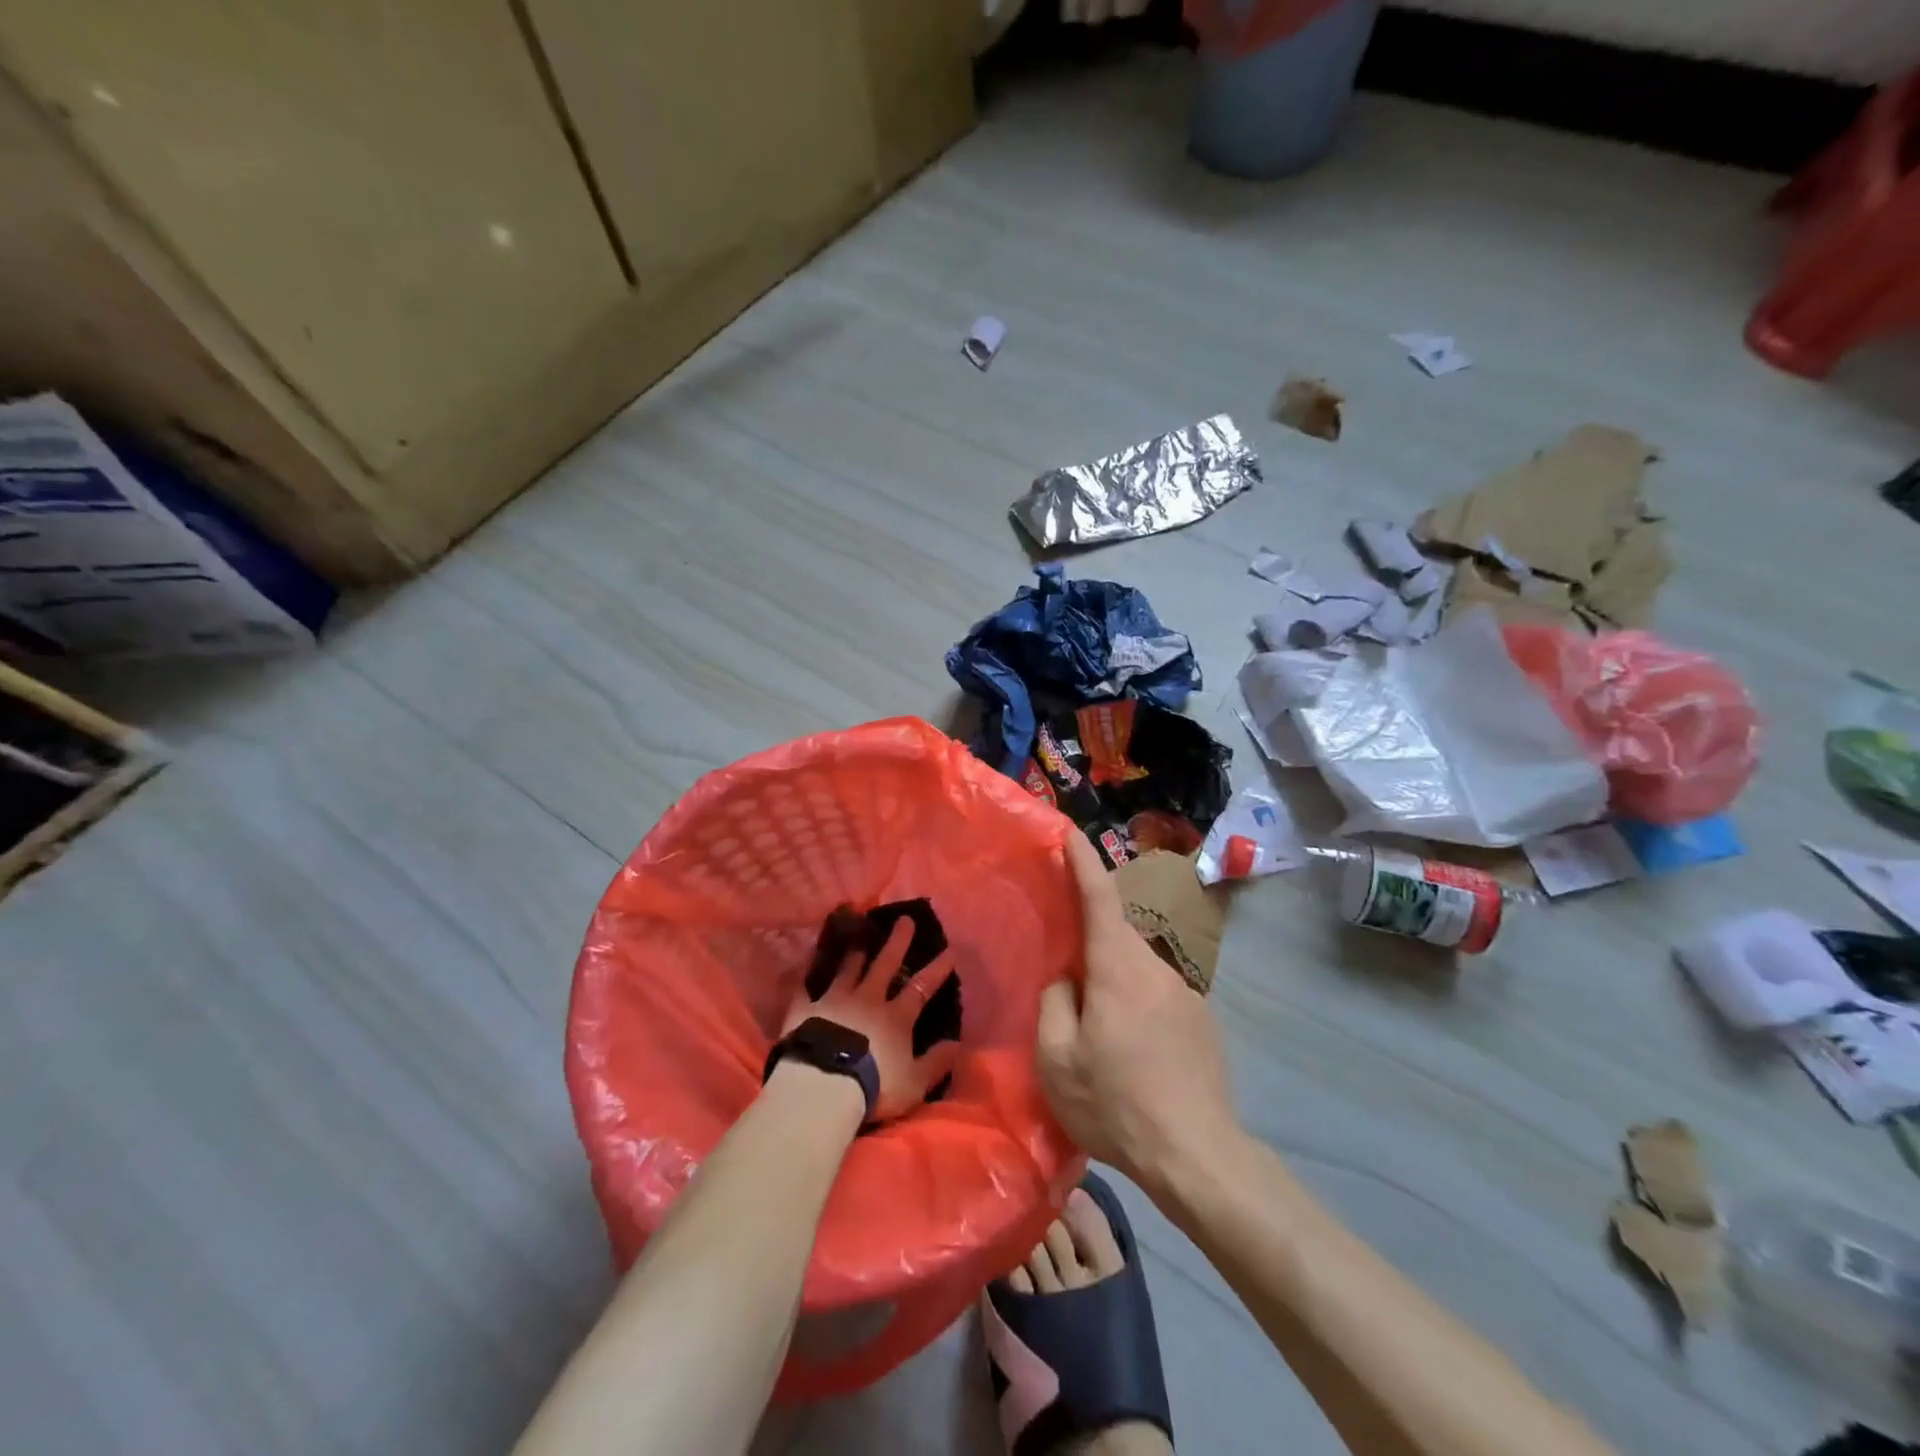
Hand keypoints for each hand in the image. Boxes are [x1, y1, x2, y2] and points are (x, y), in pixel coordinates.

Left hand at [782, 917, 959, 1123]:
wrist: (823, 1086)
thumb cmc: (873, 1086)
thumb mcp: (914, 1083)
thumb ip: (936, 1062)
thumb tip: (956, 1043)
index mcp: (896, 1018)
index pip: (921, 988)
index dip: (937, 970)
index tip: (950, 951)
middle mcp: (867, 999)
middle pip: (885, 965)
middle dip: (897, 942)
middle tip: (904, 919)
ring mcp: (835, 1000)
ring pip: (848, 968)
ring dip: (856, 950)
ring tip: (859, 930)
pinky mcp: (805, 1008)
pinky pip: (805, 984)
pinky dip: (807, 970)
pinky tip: (808, 956)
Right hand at [1037, 833, 1240, 1191]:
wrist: (1199, 1155)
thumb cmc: (1117, 1104)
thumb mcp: (1057, 1060)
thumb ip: (1054, 1002)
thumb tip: (1068, 979)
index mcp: (1118, 968)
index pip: (1099, 897)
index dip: (1082, 861)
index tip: (1070, 831)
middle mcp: (1156, 967)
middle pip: (1115, 936)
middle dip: (1089, 945)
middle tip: (1065, 980)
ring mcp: (1186, 993)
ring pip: (1136, 970)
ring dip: (1113, 984)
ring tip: (1099, 1036)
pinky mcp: (1202, 1020)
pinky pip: (1157, 996)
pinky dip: (1136, 1008)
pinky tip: (1133, 1056)